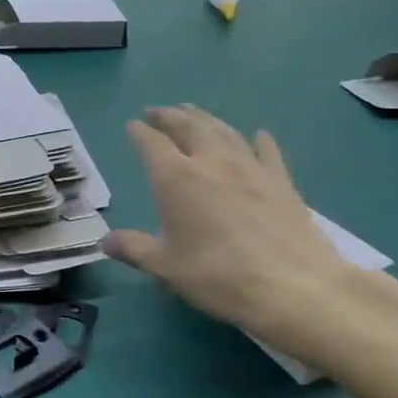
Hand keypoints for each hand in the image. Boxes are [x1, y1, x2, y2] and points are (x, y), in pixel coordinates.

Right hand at [104, 106, 356, 351]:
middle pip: (189, 127)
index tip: (131, 125)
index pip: (152, 144)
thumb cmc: (217, 275)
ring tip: (194, 113)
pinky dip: (258, 140)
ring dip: (206, 119)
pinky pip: (266, 152)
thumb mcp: (165, 266)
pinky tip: (257, 136)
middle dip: (171, 116)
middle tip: (158, 111)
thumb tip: (105, 241)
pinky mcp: (281, 182)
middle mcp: (212, 163)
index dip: (140, 133)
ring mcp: (251, 169)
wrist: (292, 286)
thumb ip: (133, 248)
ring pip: (224, 131)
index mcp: (177, 179)